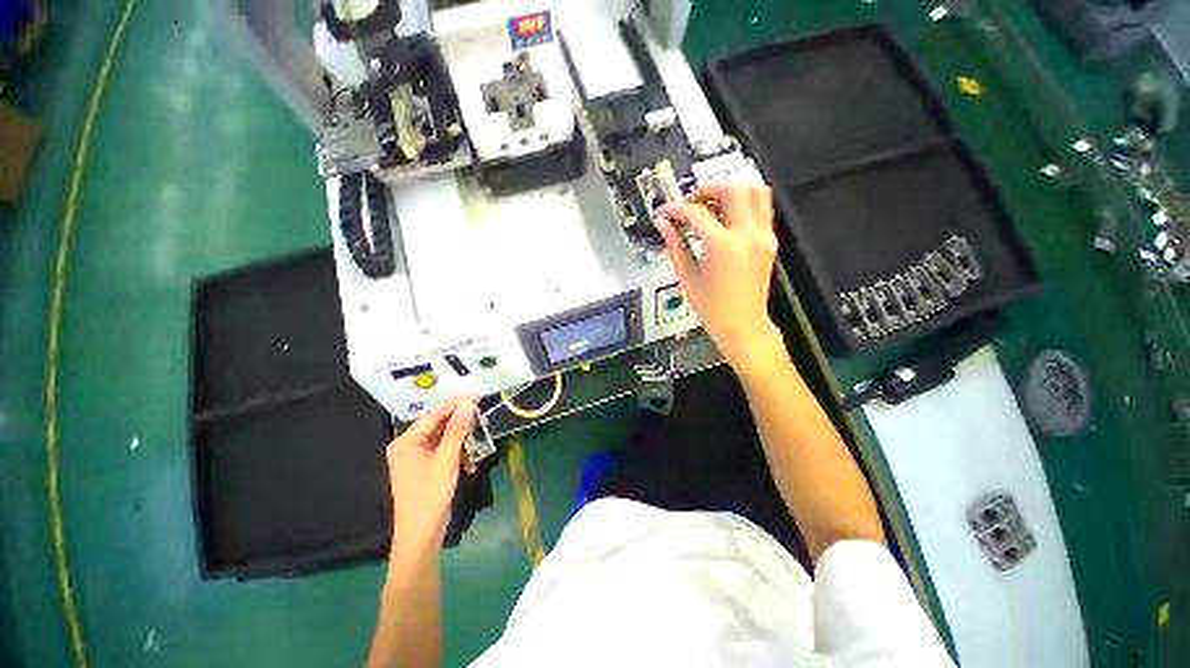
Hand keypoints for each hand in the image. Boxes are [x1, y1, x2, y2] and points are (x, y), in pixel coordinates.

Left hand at [386, 400, 475, 564]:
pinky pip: (446, 452)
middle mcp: (409, 446)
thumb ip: (457, 430)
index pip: (433, 415)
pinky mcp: (428, 468)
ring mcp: (418, 458)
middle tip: (481, 417)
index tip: (476, 395)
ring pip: (445, 439)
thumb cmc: (429, 496)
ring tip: (479, 442)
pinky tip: (470, 465)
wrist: (422, 537)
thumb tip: (467, 403)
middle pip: (439, 426)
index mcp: (406, 442)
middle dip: (461, 424)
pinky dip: (459, 455)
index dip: (455, 404)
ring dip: (462, 442)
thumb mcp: (446, 460)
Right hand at [655, 183, 782, 373]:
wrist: (743, 325)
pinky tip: (727, 217)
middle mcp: (747, 235)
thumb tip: (662, 224)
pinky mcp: (770, 241)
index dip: (677, 209)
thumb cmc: (711, 307)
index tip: (665, 212)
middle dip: (707, 189)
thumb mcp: (687, 277)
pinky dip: (745, 203)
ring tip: (712, 205)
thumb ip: (675, 245)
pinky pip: (763, 208)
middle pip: (732, 190)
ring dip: (731, 191)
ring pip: (755, 191)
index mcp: (723, 246)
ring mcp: (763, 236)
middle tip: (691, 202)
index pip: (697, 213)